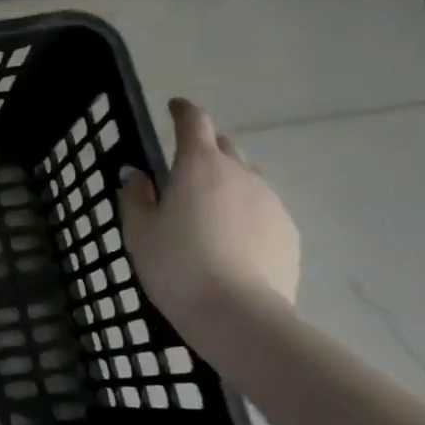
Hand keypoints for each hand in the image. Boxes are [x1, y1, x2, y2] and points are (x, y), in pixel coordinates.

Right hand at [119, 98, 299, 325]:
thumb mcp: (139, 231)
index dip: (183, 111)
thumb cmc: (177, 266)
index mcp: (199, 165)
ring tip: (209, 212)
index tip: (174, 108)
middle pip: (224, 146)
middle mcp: (240, 173)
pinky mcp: (289, 232)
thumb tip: (137, 175)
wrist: (238, 316)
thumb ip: (135, 196)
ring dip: (227, 183)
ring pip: (246, 178)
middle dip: (205, 149)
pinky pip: (263, 209)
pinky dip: (246, 213)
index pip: (194, 121)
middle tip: (185, 171)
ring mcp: (270, 202)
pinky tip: (233, 241)